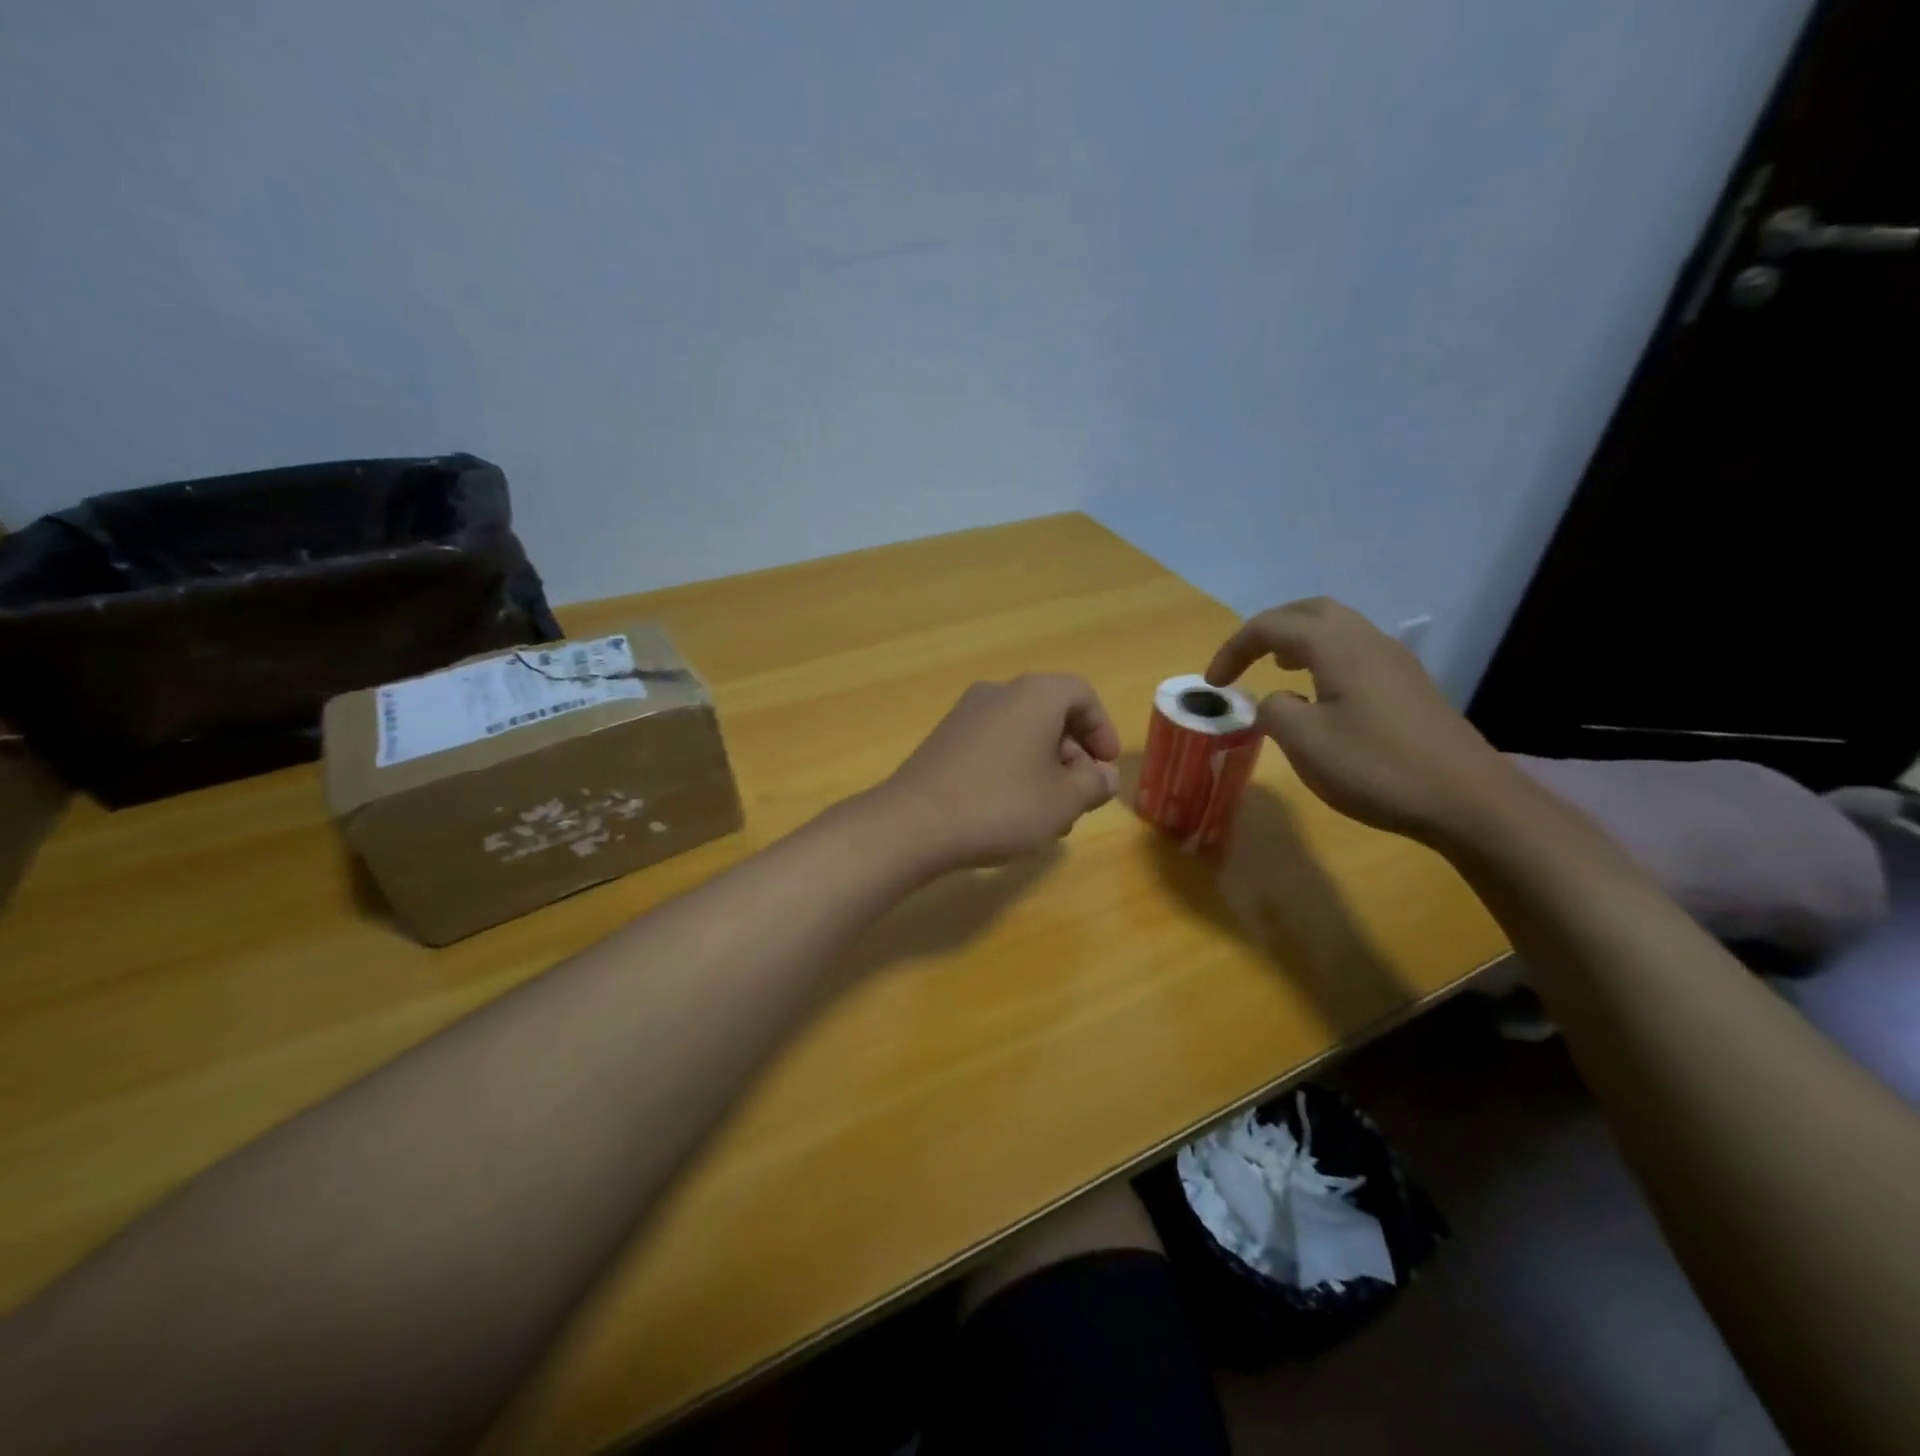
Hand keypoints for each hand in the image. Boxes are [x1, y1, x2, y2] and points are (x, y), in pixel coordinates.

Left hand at [878, 674, 1121, 869]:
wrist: (914, 823)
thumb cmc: (1002, 805)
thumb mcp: (1063, 801)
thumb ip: (1094, 784)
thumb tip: (1103, 776)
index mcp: (1034, 695)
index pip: (1081, 695)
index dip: (1102, 730)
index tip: (1106, 767)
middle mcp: (998, 693)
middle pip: (1050, 714)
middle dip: (1073, 756)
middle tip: (1080, 797)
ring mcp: (965, 715)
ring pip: (1021, 734)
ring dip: (1044, 768)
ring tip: (1049, 816)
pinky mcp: (944, 740)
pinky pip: (993, 745)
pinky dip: (1013, 769)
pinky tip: (1012, 811)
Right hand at [1205, 598, 1524, 843]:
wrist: (1467, 800)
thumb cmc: (1376, 767)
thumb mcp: (1305, 743)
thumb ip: (1274, 711)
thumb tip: (1276, 701)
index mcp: (1338, 647)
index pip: (1272, 626)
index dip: (1234, 648)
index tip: (1213, 683)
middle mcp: (1368, 641)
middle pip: (1311, 611)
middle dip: (1269, 629)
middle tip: (1244, 658)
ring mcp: (1395, 662)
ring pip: (1338, 629)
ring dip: (1299, 641)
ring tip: (1277, 669)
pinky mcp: (1410, 687)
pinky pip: (1356, 652)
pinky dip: (1324, 659)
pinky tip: (1320, 695)